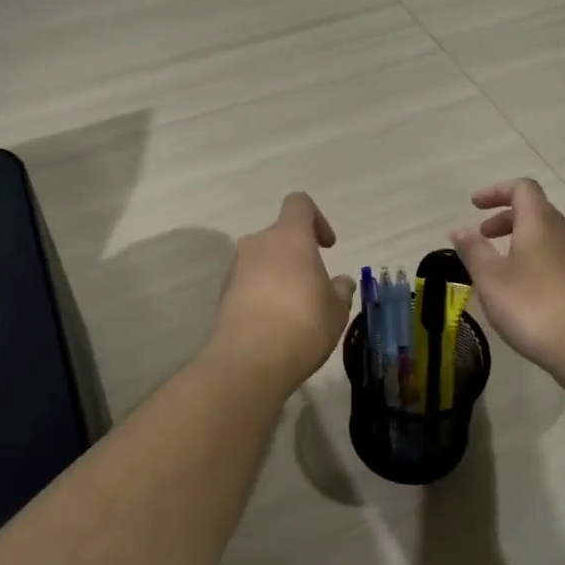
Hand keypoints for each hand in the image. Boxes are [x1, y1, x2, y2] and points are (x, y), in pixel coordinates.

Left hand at [208, 193, 356, 391]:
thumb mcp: (336, 310)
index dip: (317, 219)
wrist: (249, 361)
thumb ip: (340, 290)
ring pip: (262, 260)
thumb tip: (341, 282)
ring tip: (294, 309)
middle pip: (280, 235)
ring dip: (278, 274)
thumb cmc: (303, 324)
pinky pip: (248, 282)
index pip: (299, 203)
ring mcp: (236, 267)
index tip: (327, 247)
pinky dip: (261, 293)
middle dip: (297, 254)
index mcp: (289, 237)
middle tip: (314, 286)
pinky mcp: (223, 293)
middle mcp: (258, 243)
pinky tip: (274, 323)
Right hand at [450, 179, 564, 379]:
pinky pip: (551, 257)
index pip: (522, 188)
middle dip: (504, 217)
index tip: (474, 205)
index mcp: (539, 223)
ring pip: (544, 235)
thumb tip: (459, 229)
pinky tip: (516, 288)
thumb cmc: (532, 305)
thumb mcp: (491, 277)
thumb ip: (473, 250)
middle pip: (534, 210)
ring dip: (517, 239)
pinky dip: (529, 259)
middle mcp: (561, 233)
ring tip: (494, 264)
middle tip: (481, 235)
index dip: (496, 191)